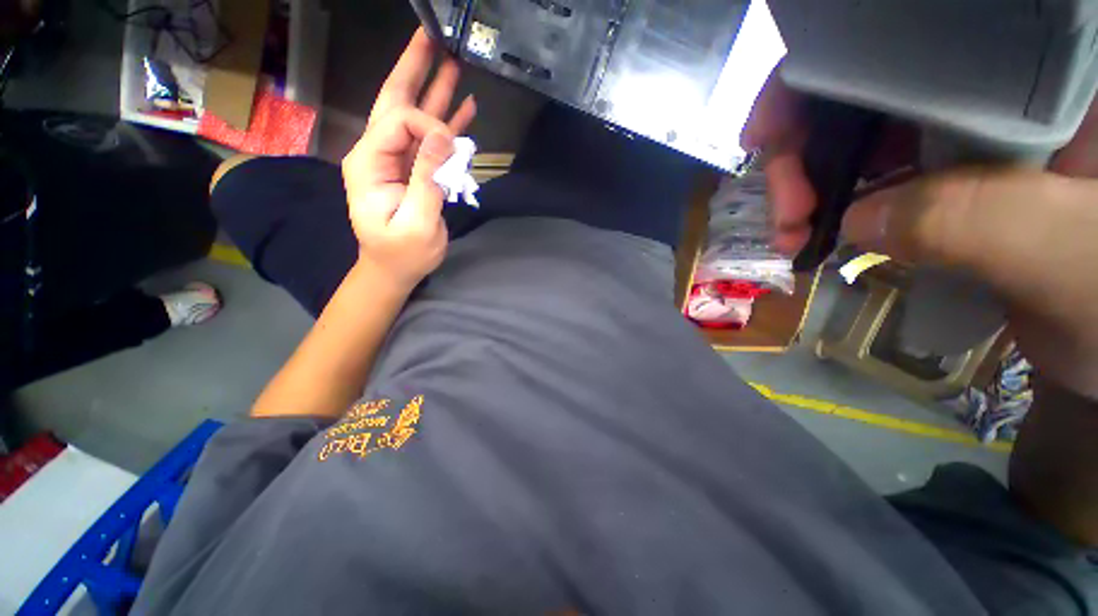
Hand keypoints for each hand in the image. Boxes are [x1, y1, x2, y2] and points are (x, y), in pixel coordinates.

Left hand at [341, 28, 476, 289]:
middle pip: (395, 102)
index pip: (399, 121)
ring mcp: (397, 161)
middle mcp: (379, 154)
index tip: (453, 147)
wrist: (395, 270)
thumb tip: (444, 138)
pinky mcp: (414, 171)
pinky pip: (430, 141)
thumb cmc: (403, 254)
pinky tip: (462, 108)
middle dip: (412, 69)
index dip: (429, 125)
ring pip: (415, 118)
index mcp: (370, 163)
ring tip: (451, 62)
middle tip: (431, 36)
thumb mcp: (417, 223)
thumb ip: (427, 180)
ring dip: (433, 91)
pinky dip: (446, 123)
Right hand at [743, 68, 1097, 397]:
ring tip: (792, 234)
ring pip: (858, 138)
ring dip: (811, 185)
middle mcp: (987, 90)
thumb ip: (977, 219)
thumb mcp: (1064, 252)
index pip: (903, 41)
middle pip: (862, 93)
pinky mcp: (947, 177)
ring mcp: (964, 136)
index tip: (764, 132)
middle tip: (786, 214)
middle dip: (803, 151)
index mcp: (1030, 74)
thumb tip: (858, 219)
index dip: (819, 76)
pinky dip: (834, 204)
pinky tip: (820, 232)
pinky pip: (871, 176)